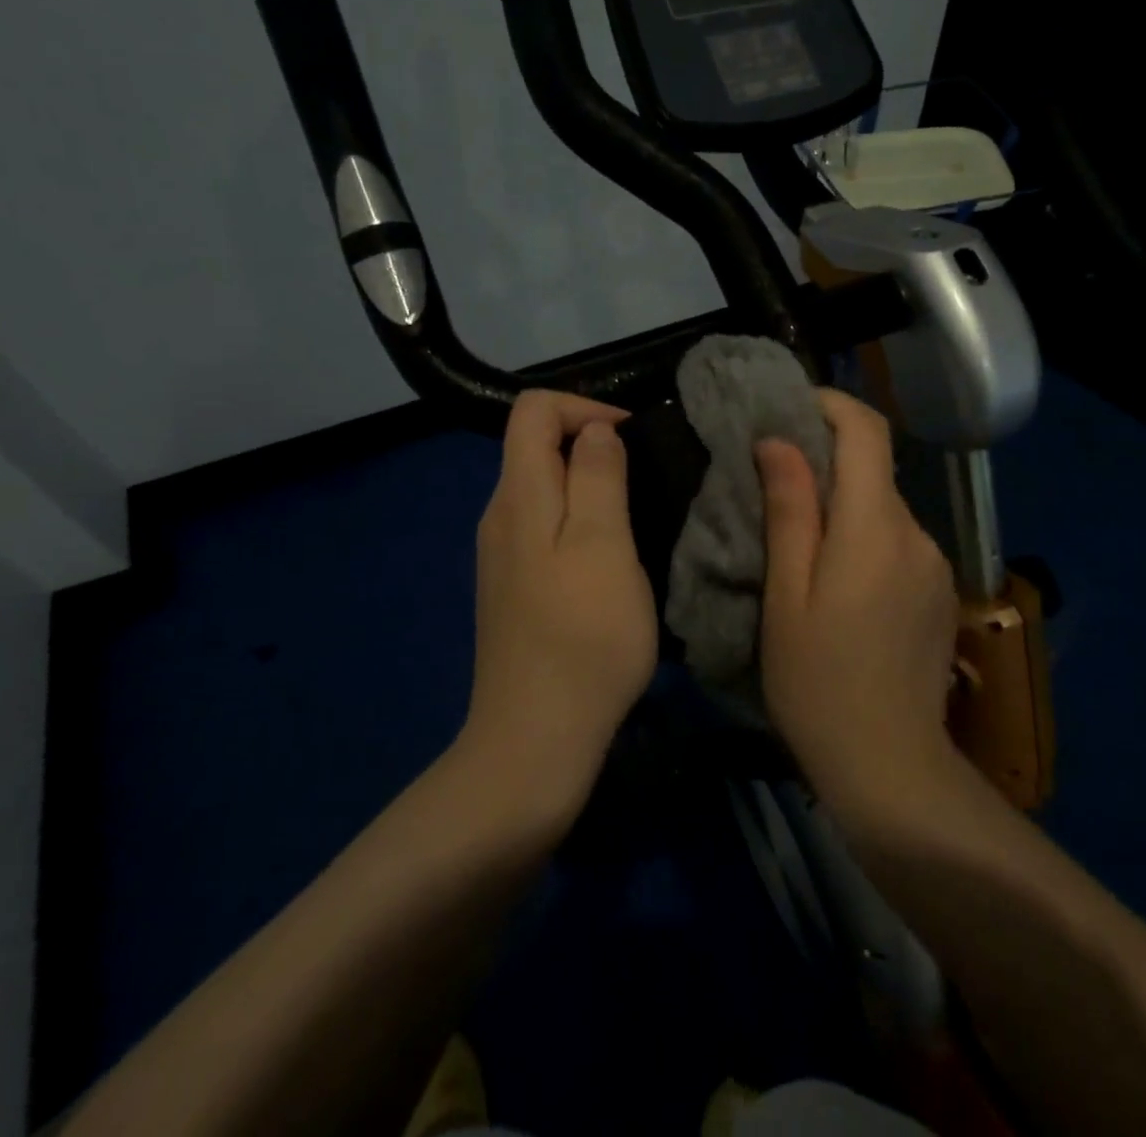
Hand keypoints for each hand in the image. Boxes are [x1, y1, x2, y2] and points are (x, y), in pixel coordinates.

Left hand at [465, 391, 657, 807]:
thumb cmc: (582, 636)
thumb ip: (597, 477)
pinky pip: (546, 528)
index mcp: (518, 496)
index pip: (533, 409)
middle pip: (536, 446)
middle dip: (592, 445)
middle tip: (646, 481)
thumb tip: (594, 430)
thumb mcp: (603, 545)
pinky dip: (581, 522)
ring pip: (545, 490)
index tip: (632, 439)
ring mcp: (503, 555)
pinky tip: (612, 560)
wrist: (536, 739)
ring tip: (638, 517)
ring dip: (591, 486)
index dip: (584, 407)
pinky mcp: (514, 588)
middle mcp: (499, 516)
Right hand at [756, 389, 963, 813]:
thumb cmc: (818, 683)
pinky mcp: (940, 592)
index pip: (867, 432)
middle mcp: (916, 534)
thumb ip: (790, 512)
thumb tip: (780, 442)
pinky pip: (898, 542)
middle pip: (875, 470)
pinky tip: (839, 581)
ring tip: (801, 542)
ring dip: (845, 506)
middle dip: (827, 461)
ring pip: (885, 508)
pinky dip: (865, 537)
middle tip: (775, 484)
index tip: (790, 408)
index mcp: (875, 528)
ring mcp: (935, 565)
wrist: (890, 766)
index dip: (831, 405)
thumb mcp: (786, 596)